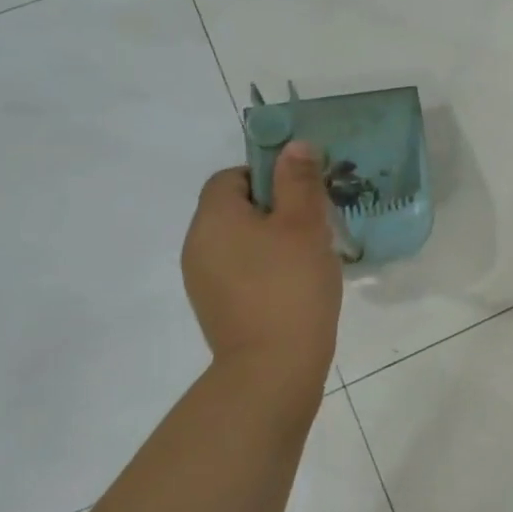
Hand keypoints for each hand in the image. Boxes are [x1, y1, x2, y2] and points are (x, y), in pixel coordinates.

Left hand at [182, 142, 342, 374]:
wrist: (273, 366)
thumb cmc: (290, 286)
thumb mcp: (304, 225)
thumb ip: (299, 181)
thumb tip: (294, 145)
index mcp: (213, 218)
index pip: (231, 177)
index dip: (268, 176)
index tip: (303, 195)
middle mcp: (197, 244)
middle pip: (235, 208)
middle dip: (275, 209)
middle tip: (315, 224)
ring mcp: (203, 280)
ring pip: (239, 241)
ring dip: (272, 240)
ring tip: (309, 257)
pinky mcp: (216, 307)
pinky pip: (240, 270)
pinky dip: (265, 268)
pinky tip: (295, 286)